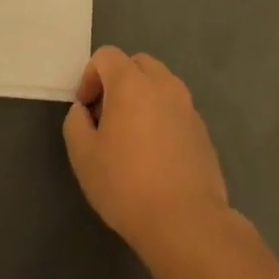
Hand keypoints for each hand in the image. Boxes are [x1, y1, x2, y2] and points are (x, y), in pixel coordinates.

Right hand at [63, 46, 230, 259]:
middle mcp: (163, 85)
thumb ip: (75, 123)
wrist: (186, 222)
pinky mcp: (203, 131)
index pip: (107, 55)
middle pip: (137, 64)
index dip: (89, 76)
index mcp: (131, 83)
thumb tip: (83, 111)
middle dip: (117, 80)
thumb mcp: (83, 156)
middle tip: (106, 116)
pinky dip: (161, 117)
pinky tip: (155, 154)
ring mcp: (187, 107)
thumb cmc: (126, 185)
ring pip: (160, 84)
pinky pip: (176, 109)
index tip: (85, 109)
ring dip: (142, 97)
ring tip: (131, 135)